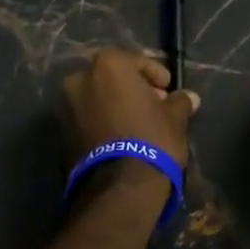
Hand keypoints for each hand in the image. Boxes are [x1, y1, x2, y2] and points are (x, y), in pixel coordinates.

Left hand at [63, 51, 199, 163]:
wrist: (119, 186)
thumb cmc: (151, 138)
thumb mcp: (175, 117)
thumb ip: (179, 101)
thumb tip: (189, 98)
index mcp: (107, 64)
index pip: (137, 62)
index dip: (156, 76)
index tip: (168, 90)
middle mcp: (80, 78)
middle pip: (112, 78)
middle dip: (132, 89)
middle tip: (153, 106)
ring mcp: (66, 106)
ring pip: (97, 98)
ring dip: (115, 106)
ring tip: (137, 125)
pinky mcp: (60, 133)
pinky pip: (86, 118)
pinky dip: (101, 122)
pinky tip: (120, 137)